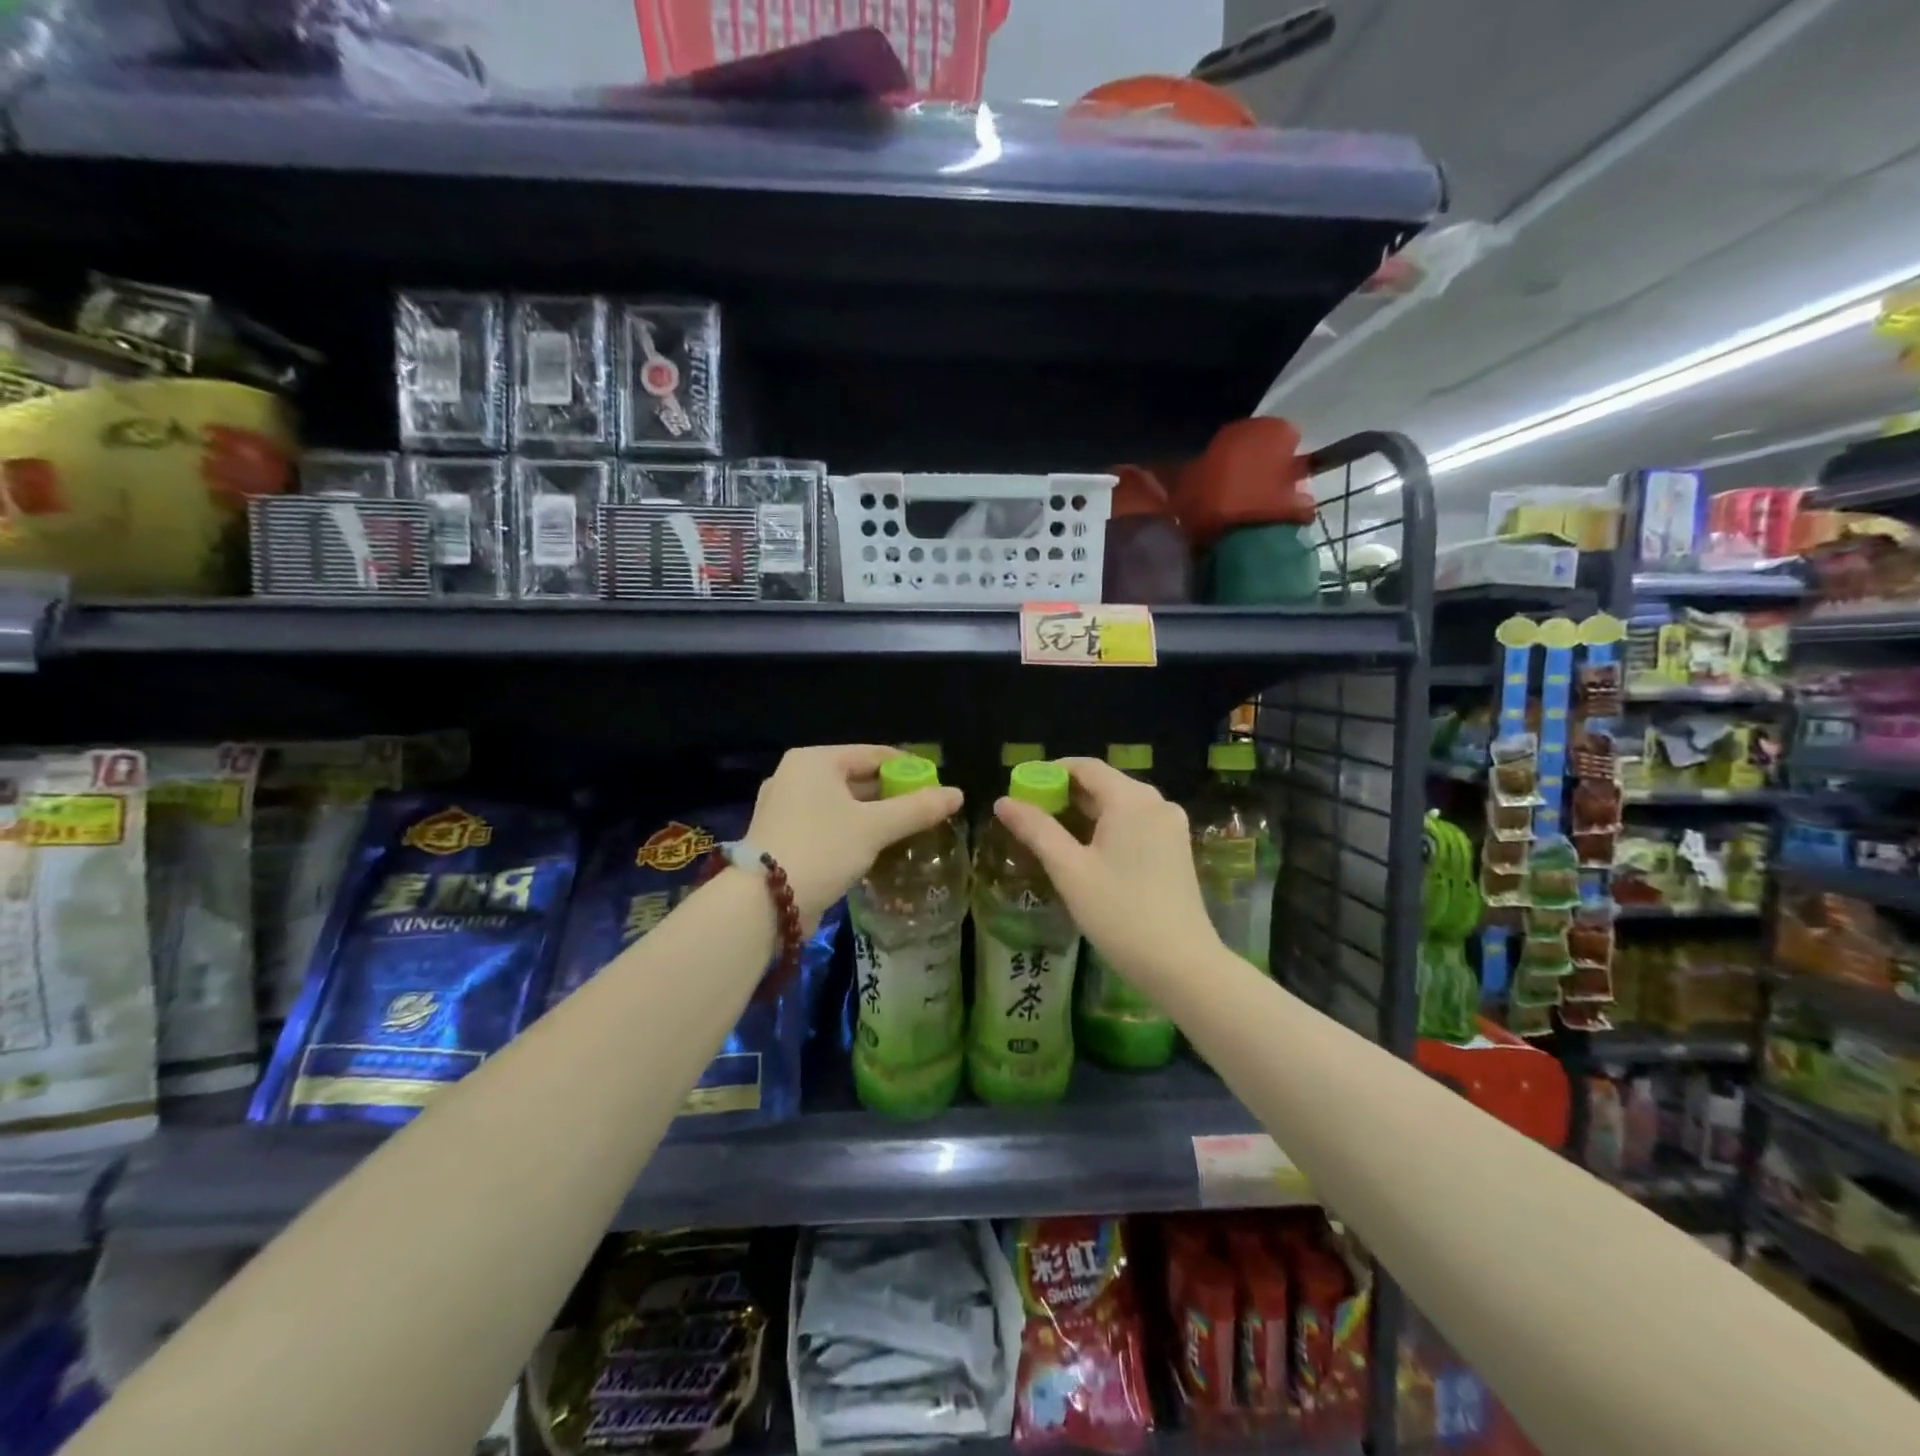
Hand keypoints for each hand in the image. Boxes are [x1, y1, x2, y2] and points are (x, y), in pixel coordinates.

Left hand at [747, 745, 962, 925]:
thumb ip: (917, 809)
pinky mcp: (782, 836)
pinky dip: (852, 832)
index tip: (937, 786)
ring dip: (874, 816)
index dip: (909, 768)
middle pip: (857, 778)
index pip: (874, 754)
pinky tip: (875, 849)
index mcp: (815, 761)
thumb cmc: (822, 849)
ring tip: (908, 831)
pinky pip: (827, 824)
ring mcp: (785, 807)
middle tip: (926, 812)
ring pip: (842, 804)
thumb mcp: (875, 828)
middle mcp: (796, 776)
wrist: (763, 903)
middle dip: (892, 795)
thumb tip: (958, 794)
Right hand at [993, 757, 1221, 991]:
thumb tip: (1003, 801)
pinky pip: (1134, 823)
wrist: (1182, 965)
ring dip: (1084, 813)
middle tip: (1028, 815)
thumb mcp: (1070, 870)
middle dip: (1064, 794)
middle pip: (1103, 784)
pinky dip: (1106, 828)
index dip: (1049, 772)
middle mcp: (1156, 802)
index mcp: (1131, 799)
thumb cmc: (1120, 914)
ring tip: (1050, 835)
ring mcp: (1170, 826)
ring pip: (1119, 805)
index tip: (1020, 788)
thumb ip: (1036, 830)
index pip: (1085, 766)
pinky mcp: (1176, 848)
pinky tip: (1085, 852)